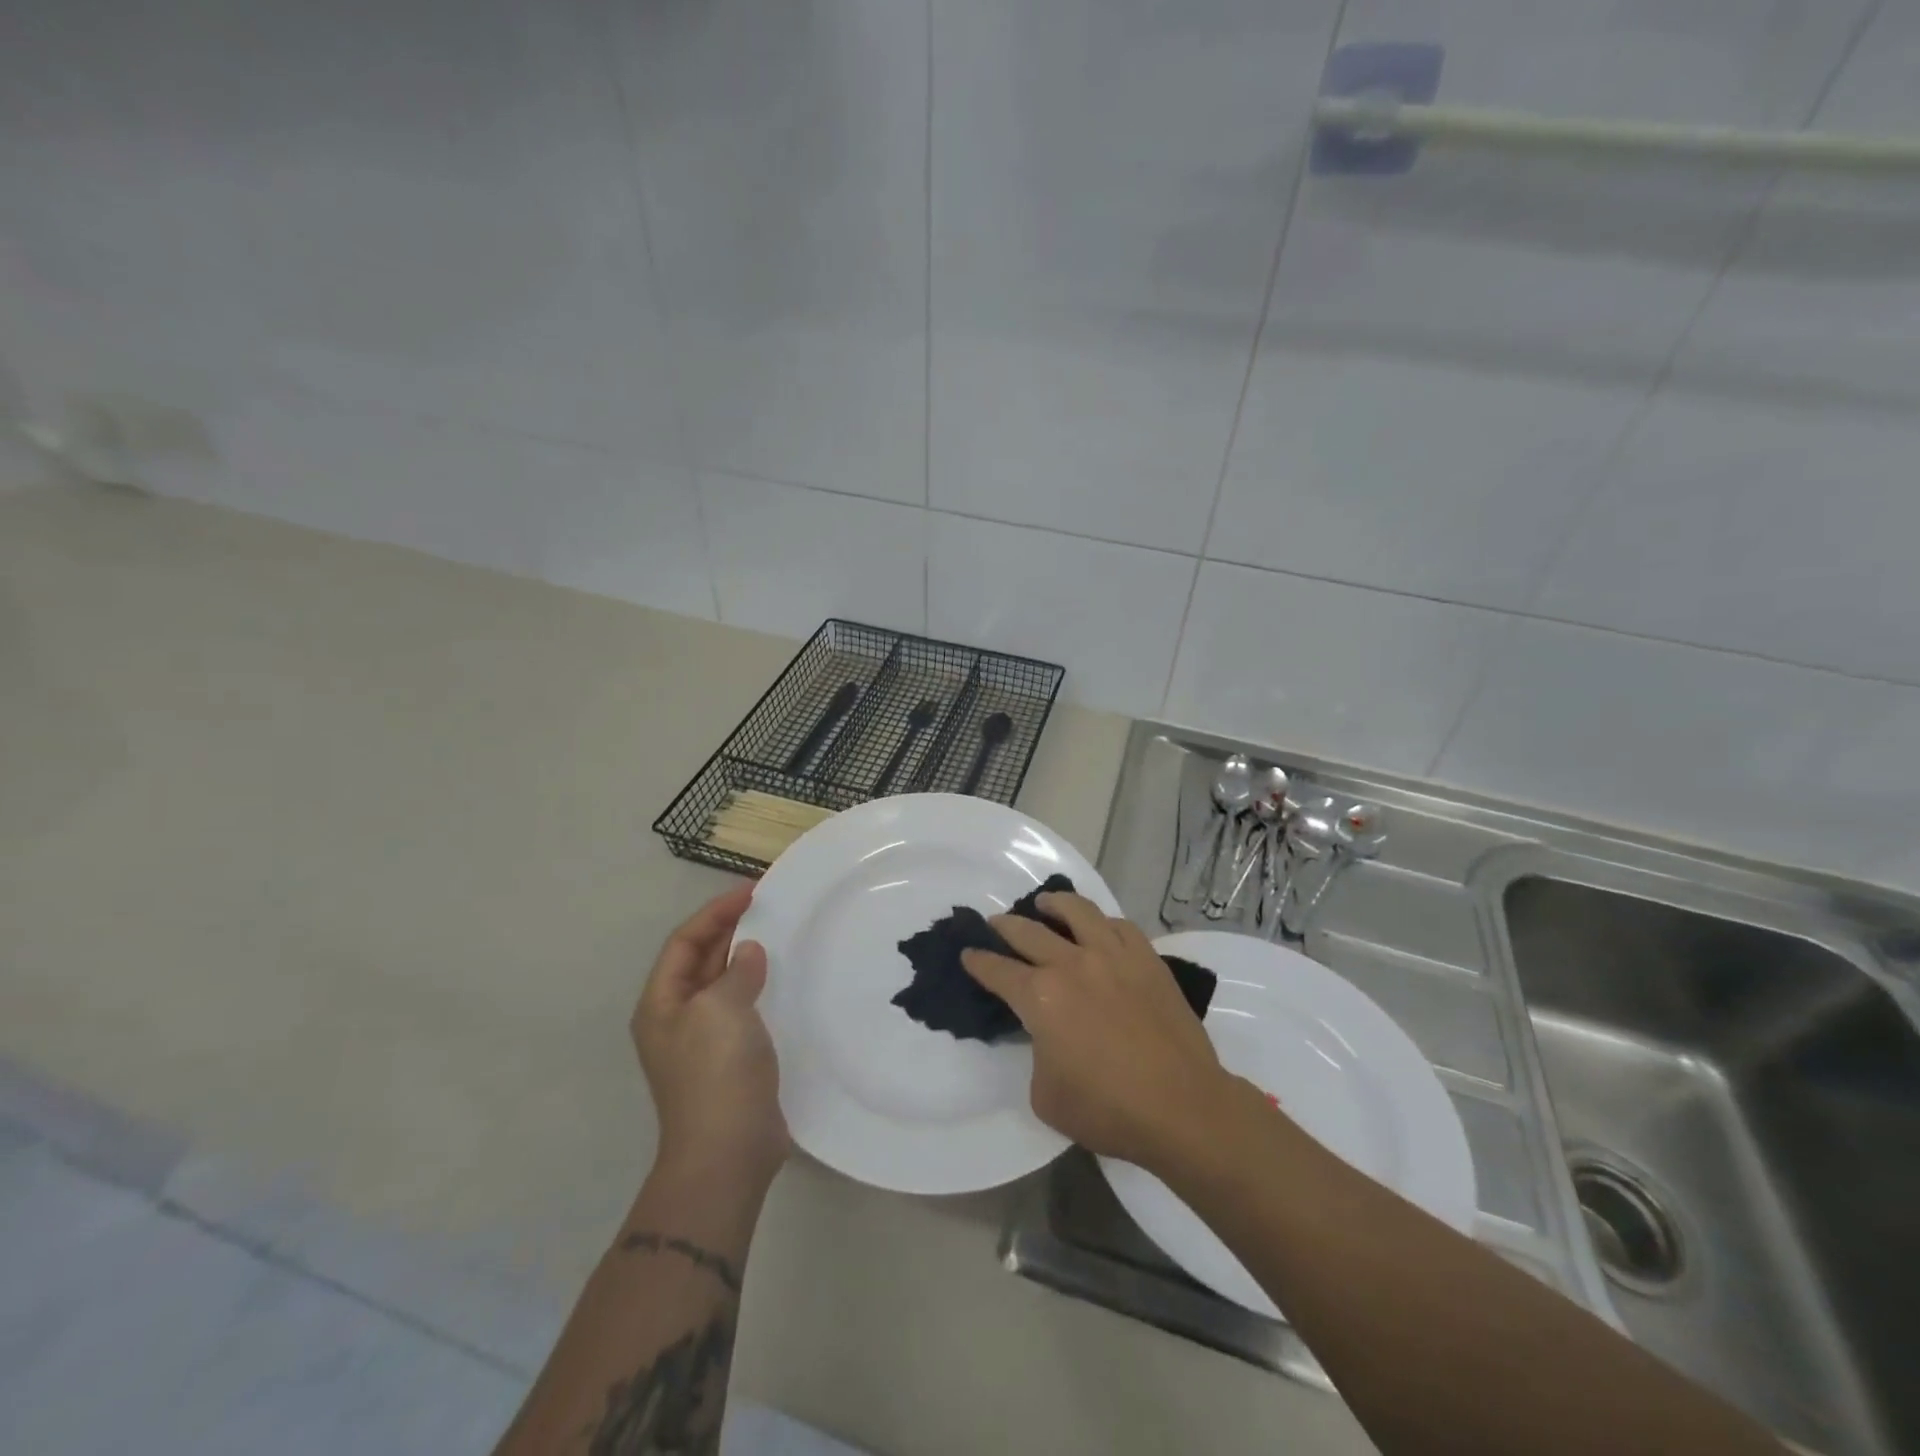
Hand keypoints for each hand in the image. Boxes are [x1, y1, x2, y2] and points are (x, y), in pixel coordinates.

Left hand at [633, 883, 789, 1186]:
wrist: (728, 1152)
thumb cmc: (716, 1073)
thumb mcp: (720, 1009)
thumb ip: (736, 971)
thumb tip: (750, 952)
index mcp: (662, 1003)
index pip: (685, 941)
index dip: (716, 912)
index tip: (752, 892)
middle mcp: (678, 1017)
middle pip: (702, 959)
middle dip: (732, 930)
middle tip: (771, 906)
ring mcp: (705, 1040)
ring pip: (725, 982)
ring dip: (748, 956)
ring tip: (782, 934)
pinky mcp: (732, 1057)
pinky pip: (745, 1007)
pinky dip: (762, 986)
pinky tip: (786, 980)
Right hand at [960, 892, 1234, 1169]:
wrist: (1181, 1106)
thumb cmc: (1108, 1109)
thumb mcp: (1045, 1094)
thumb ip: (1037, 1053)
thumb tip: (1046, 1035)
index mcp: (1040, 997)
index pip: (998, 971)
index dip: (979, 962)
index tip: (968, 954)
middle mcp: (1072, 964)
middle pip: (1029, 932)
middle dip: (1005, 926)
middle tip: (995, 923)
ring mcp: (1112, 956)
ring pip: (1077, 912)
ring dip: (1054, 904)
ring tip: (1045, 903)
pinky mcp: (1146, 959)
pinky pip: (1119, 926)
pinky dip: (1101, 921)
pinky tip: (1098, 926)